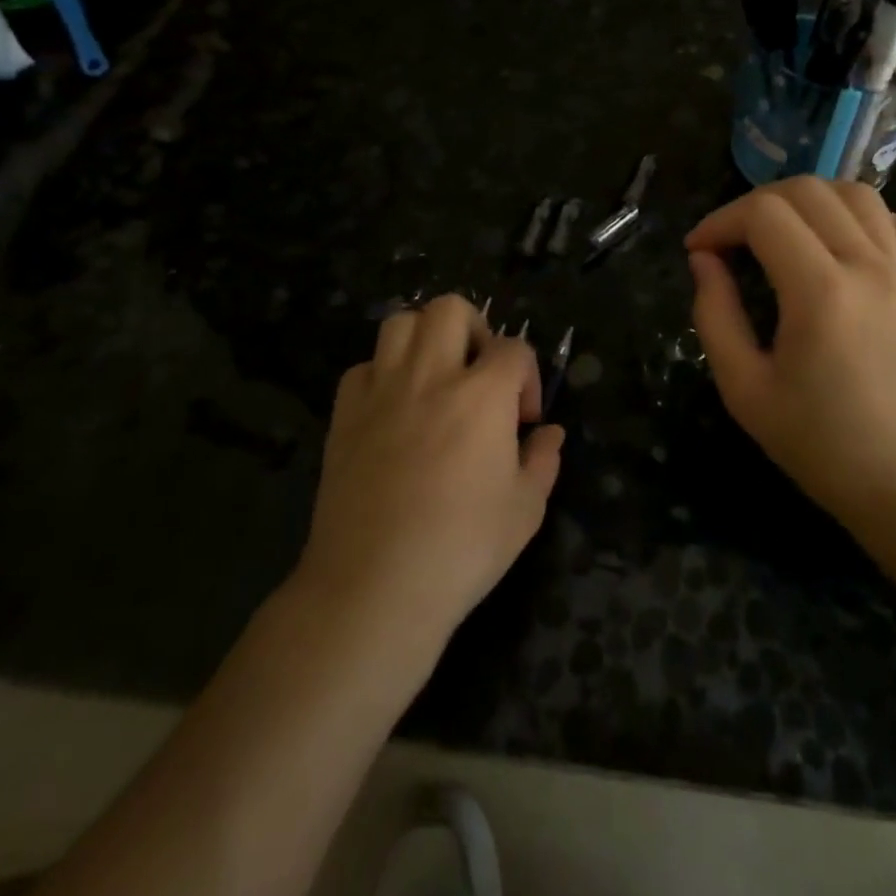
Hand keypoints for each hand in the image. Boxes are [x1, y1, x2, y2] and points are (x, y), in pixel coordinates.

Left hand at [300, 295, 563, 647]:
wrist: (373, 587)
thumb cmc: (461, 549)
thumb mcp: (525, 510)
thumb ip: (544, 461)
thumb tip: (550, 434)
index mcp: (482, 394)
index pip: (513, 348)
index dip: (527, 376)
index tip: (525, 420)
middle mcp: (431, 376)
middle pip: (450, 308)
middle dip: (475, 329)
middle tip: (479, 374)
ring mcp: (381, 391)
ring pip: (399, 323)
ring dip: (425, 338)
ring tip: (436, 378)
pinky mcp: (344, 415)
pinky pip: (363, 367)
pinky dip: (383, 374)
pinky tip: (394, 408)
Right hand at [685, 178, 895, 543]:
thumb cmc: (822, 446)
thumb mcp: (745, 390)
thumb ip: (715, 316)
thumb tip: (704, 261)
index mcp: (820, 292)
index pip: (764, 215)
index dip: (719, 221)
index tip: (698, 251)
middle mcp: (867, 265)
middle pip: (807, 190)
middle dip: (754, 203)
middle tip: (730, 241)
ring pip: (854, 193)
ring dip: (807, 200)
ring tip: (780, 233)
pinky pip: (895, 221)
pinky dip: (859, 215)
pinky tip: (837, 243)